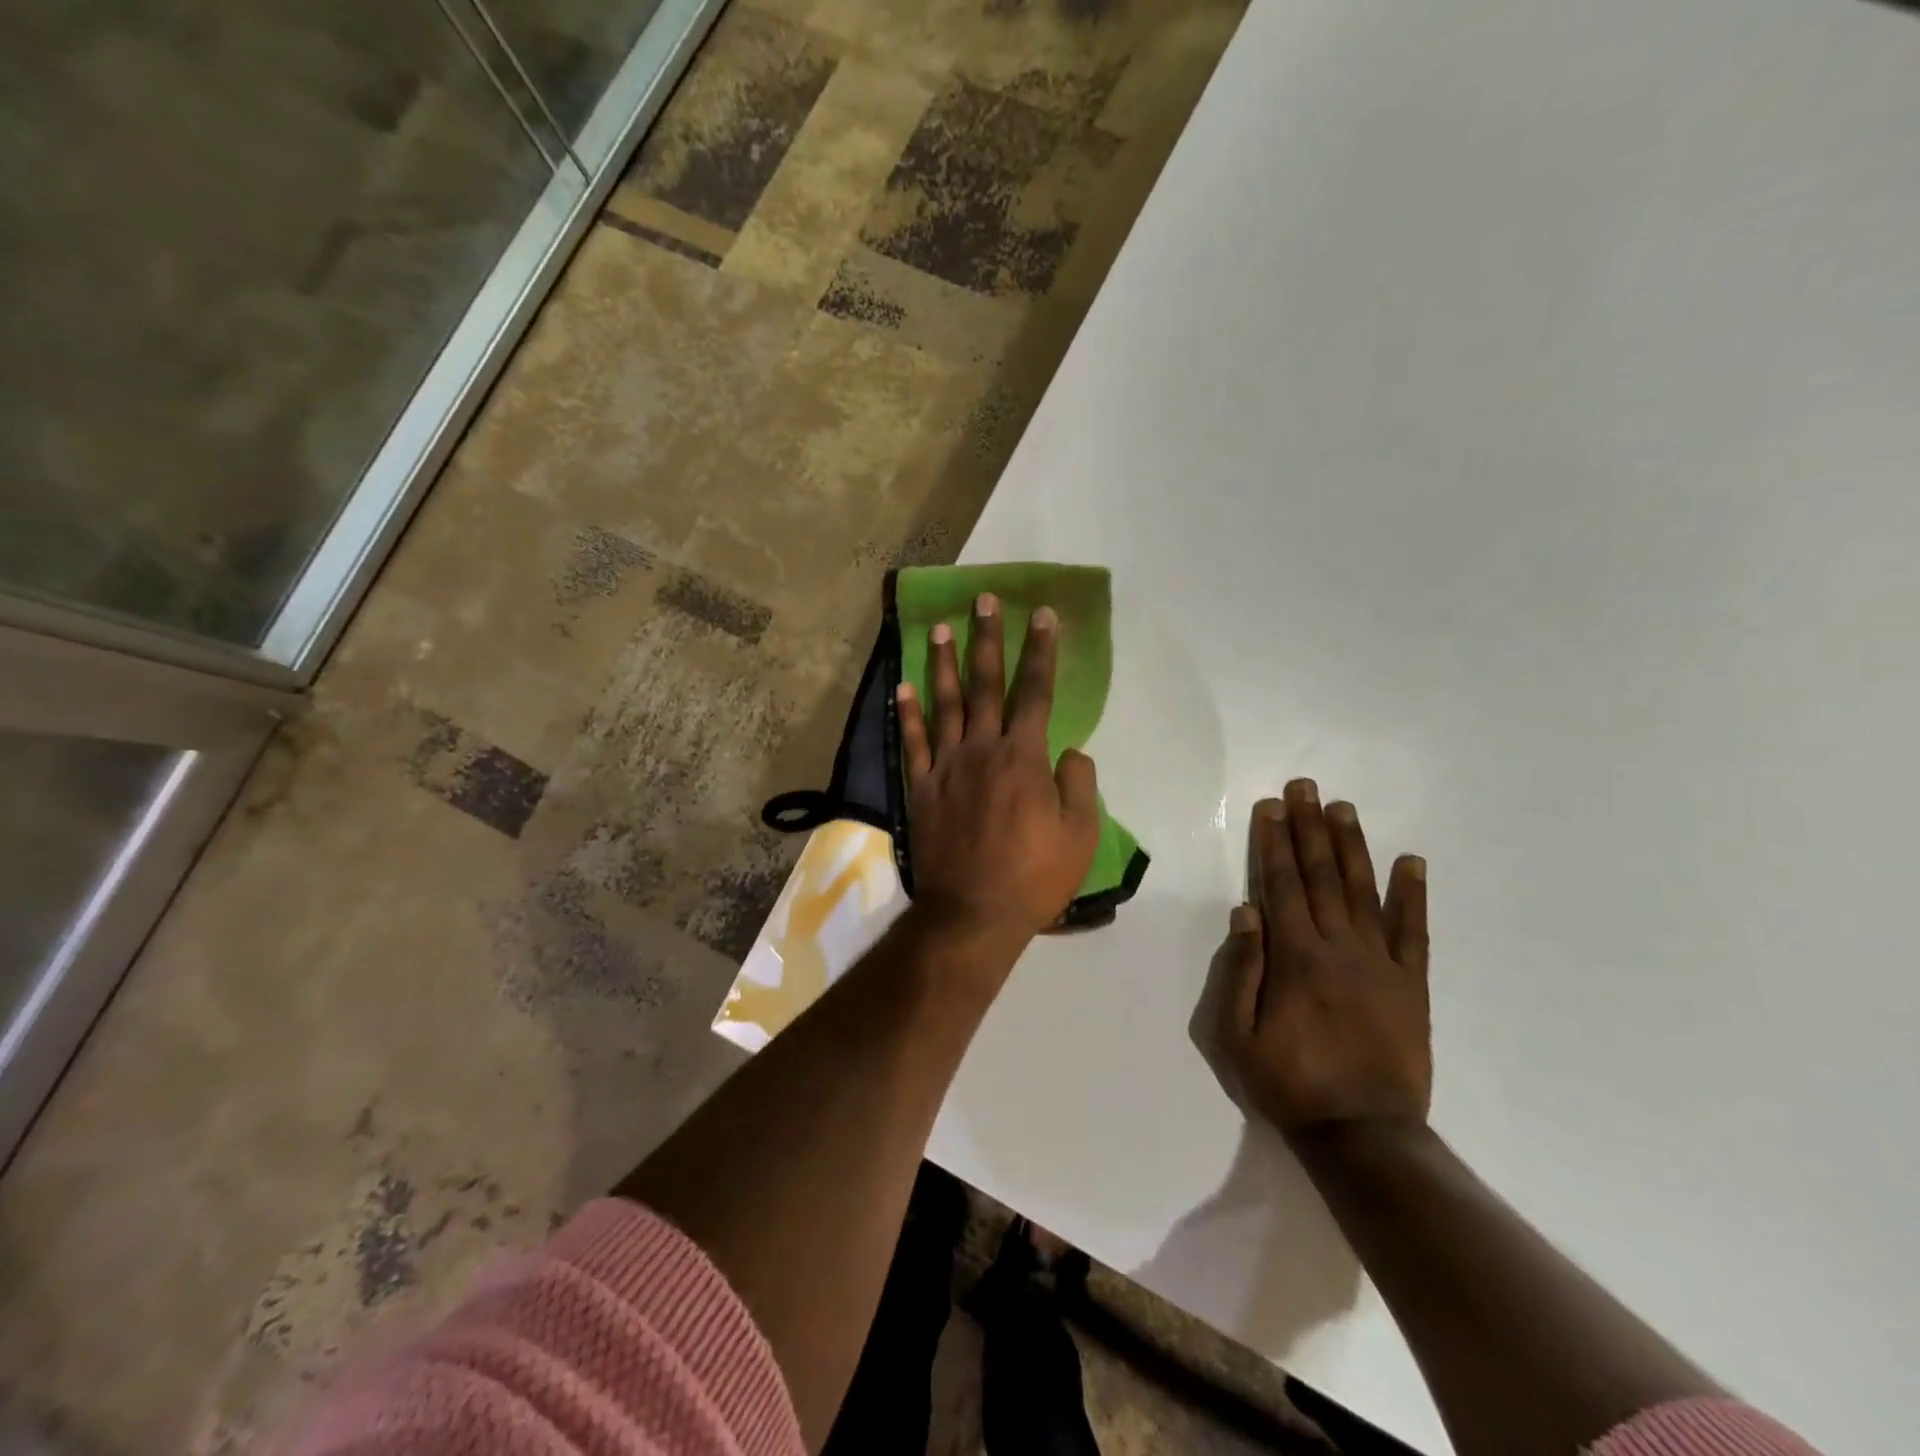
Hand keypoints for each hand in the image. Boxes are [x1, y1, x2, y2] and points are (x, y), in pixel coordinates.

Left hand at [897, 594, 1100, 951]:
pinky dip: (907, 713)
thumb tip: (1068, 751)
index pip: (1035, 691)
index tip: (1043, 615)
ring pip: (944, 704)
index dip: (1041, 651)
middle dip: (987, 638)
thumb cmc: (1034, 878)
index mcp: (1023, 758)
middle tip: (984, 600)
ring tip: (941, 627)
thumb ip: (1079, 784)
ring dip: (944, 662)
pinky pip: (912, 743)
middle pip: (985, 684)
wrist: (973, 914)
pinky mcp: (920, 789)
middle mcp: (982, 750)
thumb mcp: (1081, 835)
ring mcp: (945, 767)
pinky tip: (903, 686)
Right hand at [1214, 780, 1430, 1141]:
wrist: (1364, 1135)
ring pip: (1363, 892)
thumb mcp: (1237, 1035)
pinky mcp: (1412, 986)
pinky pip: (1413, 932)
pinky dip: (1412, 895)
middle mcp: (1340, 948)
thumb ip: (1241, 970)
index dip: (1273, 842)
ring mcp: (1382, 964)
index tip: (1270, 807)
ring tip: (1343, 808)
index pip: (1280, 885)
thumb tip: (1246, 911)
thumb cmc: (1289, 1084)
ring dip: (1351, 847)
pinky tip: (1411, 862)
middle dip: (1309, 828)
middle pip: (1320, 876)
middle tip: (1304, 788)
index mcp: (1296, 958)